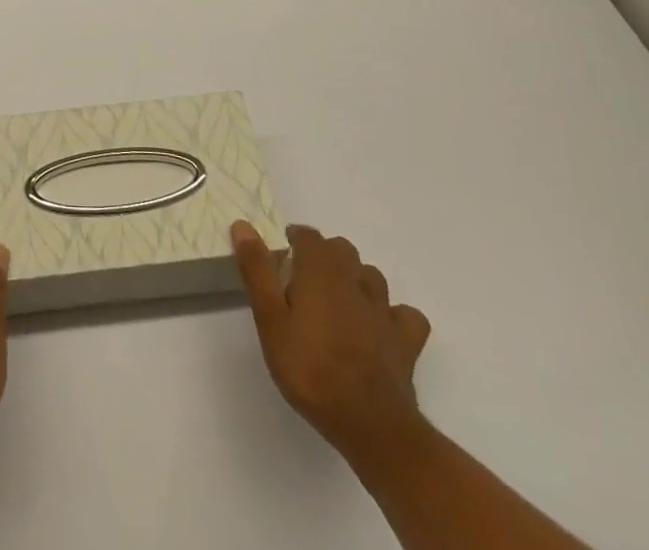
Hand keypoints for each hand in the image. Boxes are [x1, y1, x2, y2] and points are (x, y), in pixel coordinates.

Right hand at [232, 221, 431, 460]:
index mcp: (321, 269)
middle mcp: (355, 279)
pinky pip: (404, 315)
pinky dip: (392, 315)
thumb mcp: (270, 320)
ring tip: (338, 300)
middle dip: (324, 256)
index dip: (294, 240)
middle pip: (341, 250)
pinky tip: (380, 327)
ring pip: (371, 277)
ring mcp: (384, 310)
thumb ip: (257, 270)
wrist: (371, 424)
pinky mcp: (405, 341)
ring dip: (355, 279)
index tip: (280, 256)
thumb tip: (243, 224)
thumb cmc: (311, 368)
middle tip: (304, 280)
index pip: (308, 235)